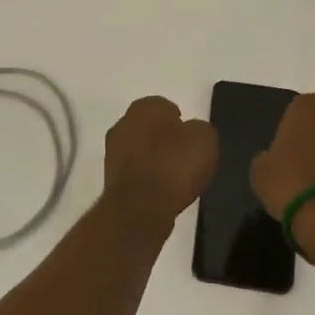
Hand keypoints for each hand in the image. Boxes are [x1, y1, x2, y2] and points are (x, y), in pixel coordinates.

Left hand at [102, 97, 216, 233]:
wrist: (141, 207)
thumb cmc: (174, 165)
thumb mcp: (204, 139)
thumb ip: (199, 129)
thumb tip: (192, 132)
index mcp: (145, 106)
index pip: (166, 107)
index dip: (181, 123)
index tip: (192, 140)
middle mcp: (124, 123)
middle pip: (149, 128)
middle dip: (164, 139)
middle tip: (184, 157)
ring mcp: (113, 152)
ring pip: (140, 150)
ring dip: (153, 160)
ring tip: (174, 179)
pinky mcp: (109, 179)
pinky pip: (135, 173)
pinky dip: (146, 179)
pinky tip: (161, 192)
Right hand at [250, 92, 314, 219]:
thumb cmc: (291, 183)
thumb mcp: (260, 171)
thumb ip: (267, 157)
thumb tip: (273, 159)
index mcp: (308, 106)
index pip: (294, 112)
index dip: (287, 132)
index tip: (281, 153)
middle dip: (312, 140)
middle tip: (297, 166)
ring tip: (313, 185)